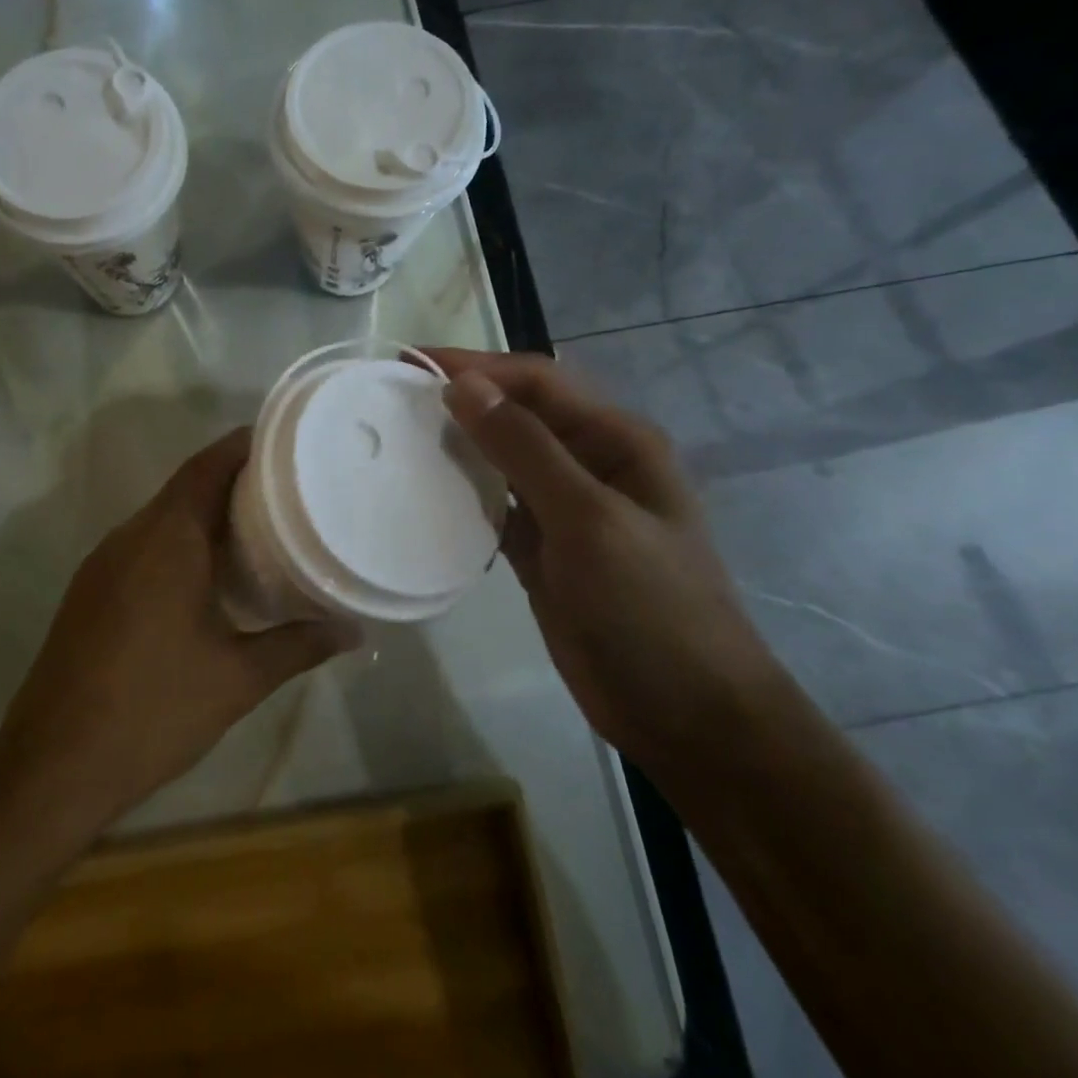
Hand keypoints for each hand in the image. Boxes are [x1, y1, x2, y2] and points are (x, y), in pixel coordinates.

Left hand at [0, 427, 360, 827]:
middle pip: (185, 487)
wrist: (53, 763)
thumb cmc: (154, 710)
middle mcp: (130, 537)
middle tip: (287, 488)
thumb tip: (354, 631)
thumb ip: (299, 646)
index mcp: (166, 540)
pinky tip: (207, 574)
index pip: (206, 467)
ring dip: (203, 514)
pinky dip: (178, 542)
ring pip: (161, 517)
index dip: (242, 447)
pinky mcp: (90, 590)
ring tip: (257, 526)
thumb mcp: (238, 678)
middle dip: (232, 480)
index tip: (283, 442)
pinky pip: (142, 545)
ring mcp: (103, 563)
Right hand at [425, 348, 787, 777]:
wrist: (684, 713)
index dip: (477, 366)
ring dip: (458, 444)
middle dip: (463, 398)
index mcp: (616, 441)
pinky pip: (494, 507)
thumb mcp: (589, 519)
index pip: (538, 381)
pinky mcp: (542, 550)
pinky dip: (462, 495)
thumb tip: (464, 385)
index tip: (411, 364)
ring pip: (502, 458)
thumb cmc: (650, 607)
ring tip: (398, 436)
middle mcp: (590, 463)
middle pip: (517, 413)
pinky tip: (424, 491)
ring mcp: (564, 509)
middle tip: (392, 397)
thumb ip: (526, 449)